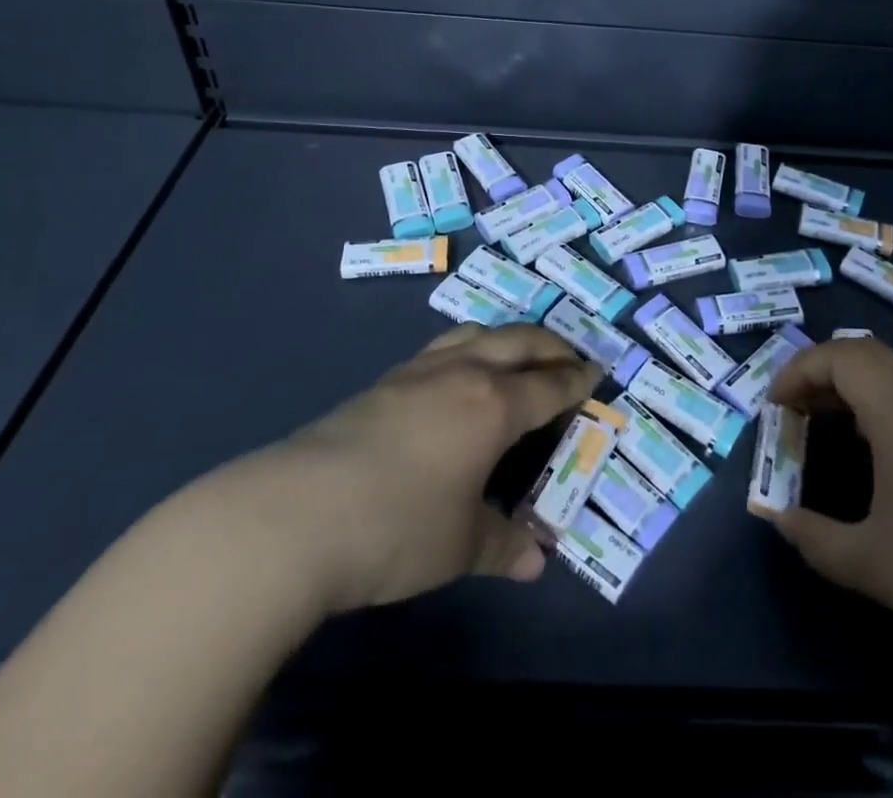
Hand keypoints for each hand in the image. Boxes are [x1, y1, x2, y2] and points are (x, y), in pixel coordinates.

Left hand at [222, 323, 598, 616]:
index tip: (597, 372)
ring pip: (476, 333)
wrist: (296, 515)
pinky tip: (456, 372)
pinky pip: (441, 347)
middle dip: (550, 344)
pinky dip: (467, 347)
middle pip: (518, 341)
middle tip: (569, 354)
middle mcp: (463, 373)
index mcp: (494, 405)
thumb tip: (537, 559)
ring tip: (516, 350)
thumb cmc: (396, 527)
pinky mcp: (383, 381)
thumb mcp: (459, 545)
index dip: (577, 379)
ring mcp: (419, 371)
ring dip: (506, 336)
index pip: (549, 384)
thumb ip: (503, 545)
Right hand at [767, 337, 892, 676]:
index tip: (774, 408)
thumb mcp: (870, 563)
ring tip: (823, 421)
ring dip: (848, 382)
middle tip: (793, 409)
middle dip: (818, 369)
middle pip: (862, 351)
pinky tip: (870, 444)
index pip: (838, 357)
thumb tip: (777, 518)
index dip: (797, 371)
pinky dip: (875, 397)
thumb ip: (813, 539)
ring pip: (889, 368)